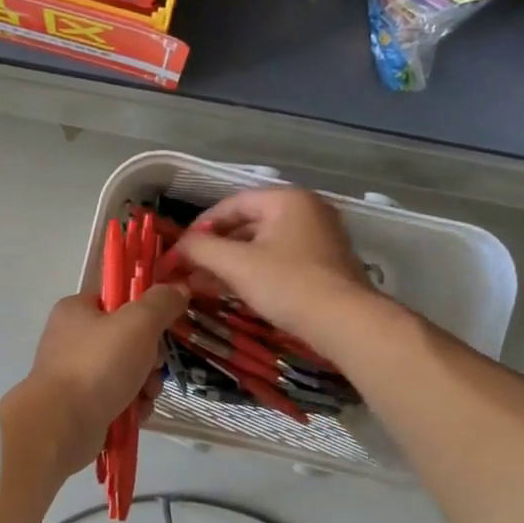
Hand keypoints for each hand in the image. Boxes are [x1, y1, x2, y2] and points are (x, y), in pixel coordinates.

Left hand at [22, 283, 190, 473]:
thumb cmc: (98, 365)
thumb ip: (161, 303)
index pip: (118, 299)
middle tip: (154, 366)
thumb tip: (178, 288)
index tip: (162, 326)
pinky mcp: (80, 405)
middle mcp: (72, 339)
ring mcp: (75, 374)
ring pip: (127, 371)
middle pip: (127, 339)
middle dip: (150, 357)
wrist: (62, 425)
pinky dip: (132, 405)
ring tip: (146, 396)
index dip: (145, 311)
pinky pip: (118, 398)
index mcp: (76, 310)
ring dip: (145, 384)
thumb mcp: (138, 323)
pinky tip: (136, 413)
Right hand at [168, 187, 380, 347]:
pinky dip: (254, 273)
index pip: (231, 204)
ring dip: (231, 264)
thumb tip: (178, 247)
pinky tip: (233, 293)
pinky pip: (279, 261)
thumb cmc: (288, 284)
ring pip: (263, 245)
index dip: (200, 227)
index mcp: (287, 199)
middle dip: (215, 249)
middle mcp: (306, 210)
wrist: (345, 322)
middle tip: (189, 271)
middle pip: (247, 224)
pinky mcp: (324, 265)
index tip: (179, 251)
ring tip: (203, 285)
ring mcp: (319, 238)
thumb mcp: (237, 265)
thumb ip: (201, 250)